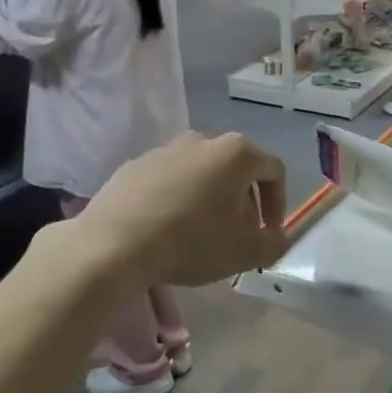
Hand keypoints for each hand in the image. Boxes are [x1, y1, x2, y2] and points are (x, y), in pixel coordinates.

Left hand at [45, 132, 288, 289]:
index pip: (274, 171)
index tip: (268, 234)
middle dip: (244, 203)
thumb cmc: (191, 242)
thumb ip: (275, 244)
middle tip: (238, 236)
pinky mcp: (134, 165)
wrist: (112, 245)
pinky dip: (178, 200)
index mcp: (236, 153)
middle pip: (237, 170)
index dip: (279, 204)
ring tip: (202, 235)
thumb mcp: (245, 252)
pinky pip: (169, 181)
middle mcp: (203, 140)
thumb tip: (277, 237)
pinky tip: (168, 230)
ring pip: (202, 173)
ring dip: (211, 200)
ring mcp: (164, 150)